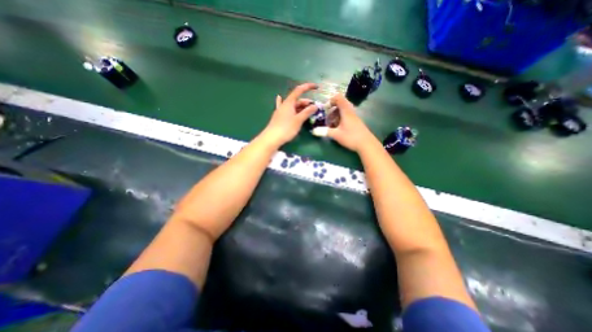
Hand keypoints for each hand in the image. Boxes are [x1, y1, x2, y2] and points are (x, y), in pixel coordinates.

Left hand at [262, 82, 319, 146]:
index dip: (308, 87)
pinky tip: (279, 98)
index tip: (316, 87)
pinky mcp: (278, 117)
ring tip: (307, 111)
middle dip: (306, 102)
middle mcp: (284, 105)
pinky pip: (285, 109)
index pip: (299, 90)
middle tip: (314, 108)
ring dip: (300, 107)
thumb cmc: (286, 128)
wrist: (272, 138)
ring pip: (292, 106)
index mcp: (289, 102)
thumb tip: (315, 106)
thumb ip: (307, 112)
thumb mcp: (298, 120)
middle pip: (296, 100)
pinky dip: (286, 105)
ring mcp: (280, 111)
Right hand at [312, 94, 375, 151]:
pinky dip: (340, 119)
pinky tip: (338, 128)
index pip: (339, 98)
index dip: (331, 100)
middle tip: (327, 117)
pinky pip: (346, 116)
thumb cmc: (351, 137)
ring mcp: (354, 117)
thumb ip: (324, 132)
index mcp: (346, 111)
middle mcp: (350, 112)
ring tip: (331, 123)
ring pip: (343, 110)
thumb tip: (313, 131)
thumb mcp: (336, 134)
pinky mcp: (356, 122)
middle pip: (341, 104)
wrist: (367, 144)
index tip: (325, 108)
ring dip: (336, 114)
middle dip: (332, 109)